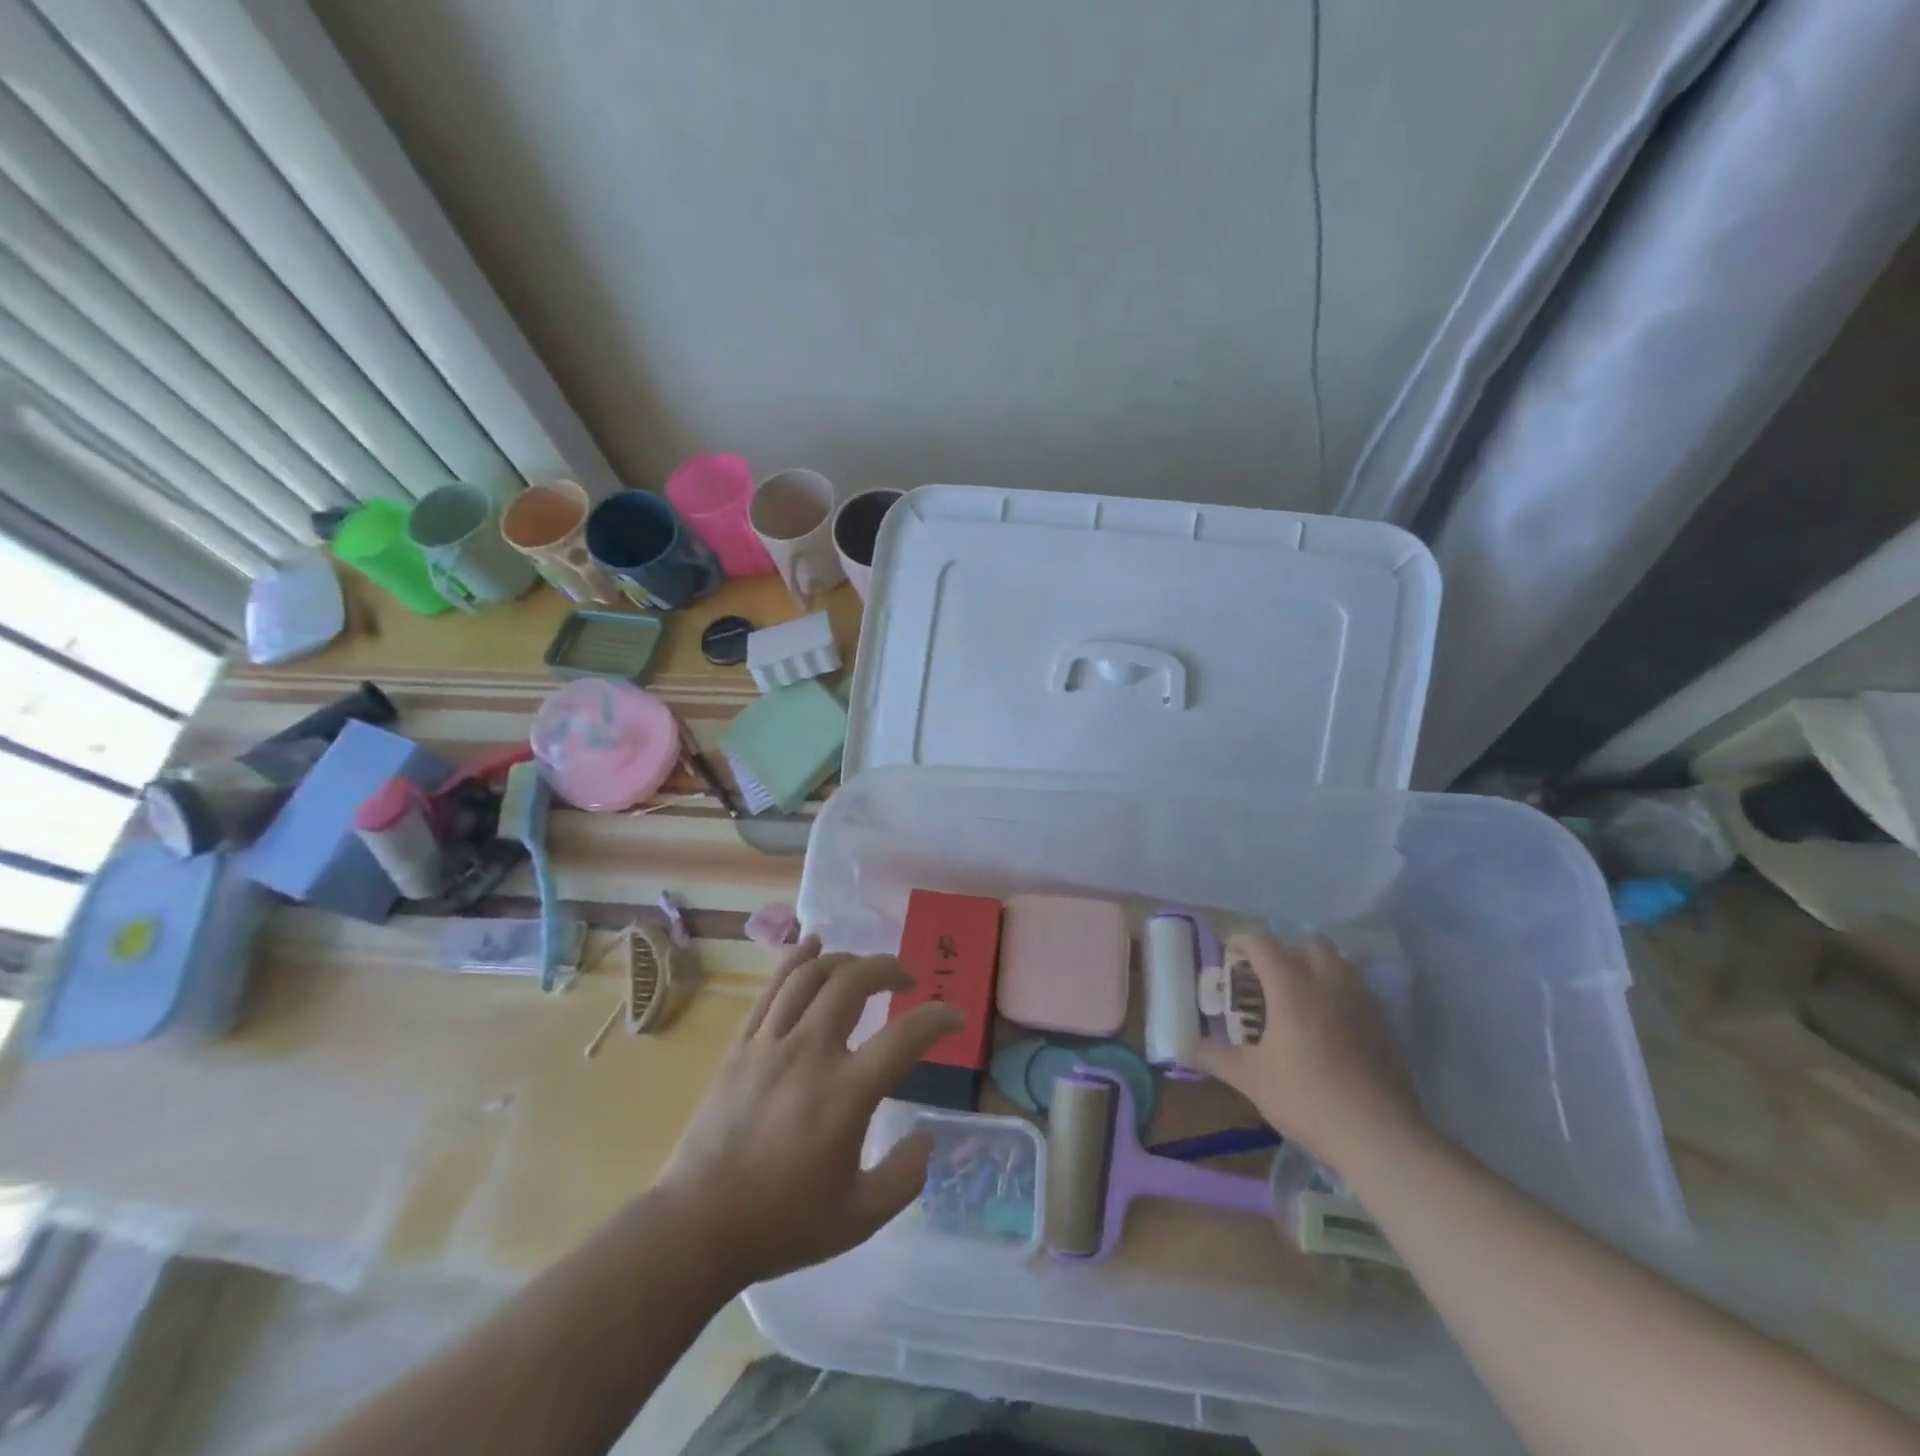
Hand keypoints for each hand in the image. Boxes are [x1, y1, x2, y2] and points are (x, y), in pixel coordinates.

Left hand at [656, 935, 961, 1287]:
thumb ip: (905, 1176)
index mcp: (846, 1094)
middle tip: (906, 979)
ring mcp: (771, 1043)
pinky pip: (773, 987)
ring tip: (863, 967)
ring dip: (846, 960)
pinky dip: (796, 959)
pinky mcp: (742, 1045)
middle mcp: (811, 1053)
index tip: (954, 1017)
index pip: (906, 1036)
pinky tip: (812, 945)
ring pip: (812, 975)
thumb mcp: (860, 1217)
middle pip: (854, 982)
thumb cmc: (782, 1223)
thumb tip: (926, 1137)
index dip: (938, 1018)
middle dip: (888, 968)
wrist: (698, 1227)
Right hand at [1192, 933, 1423, 1168]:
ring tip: (1297, 999)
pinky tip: (1327, 1028)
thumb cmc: (1307, 1098)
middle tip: (1265, 980)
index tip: (1229, 955)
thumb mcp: (1251, 1079)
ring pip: (1338, 963)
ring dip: (1315, 969)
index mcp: (1291, 986)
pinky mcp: (1383, 1025)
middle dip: (1284, 952)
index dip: (1242, 942)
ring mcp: (1361, 1002)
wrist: (1380, 1136)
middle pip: (1306, 944)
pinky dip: (1338, 994)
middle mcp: (1327, 983)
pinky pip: (1356, 991)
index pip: (1262, 943)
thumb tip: (1182, 1047)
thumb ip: (1215, 1057)